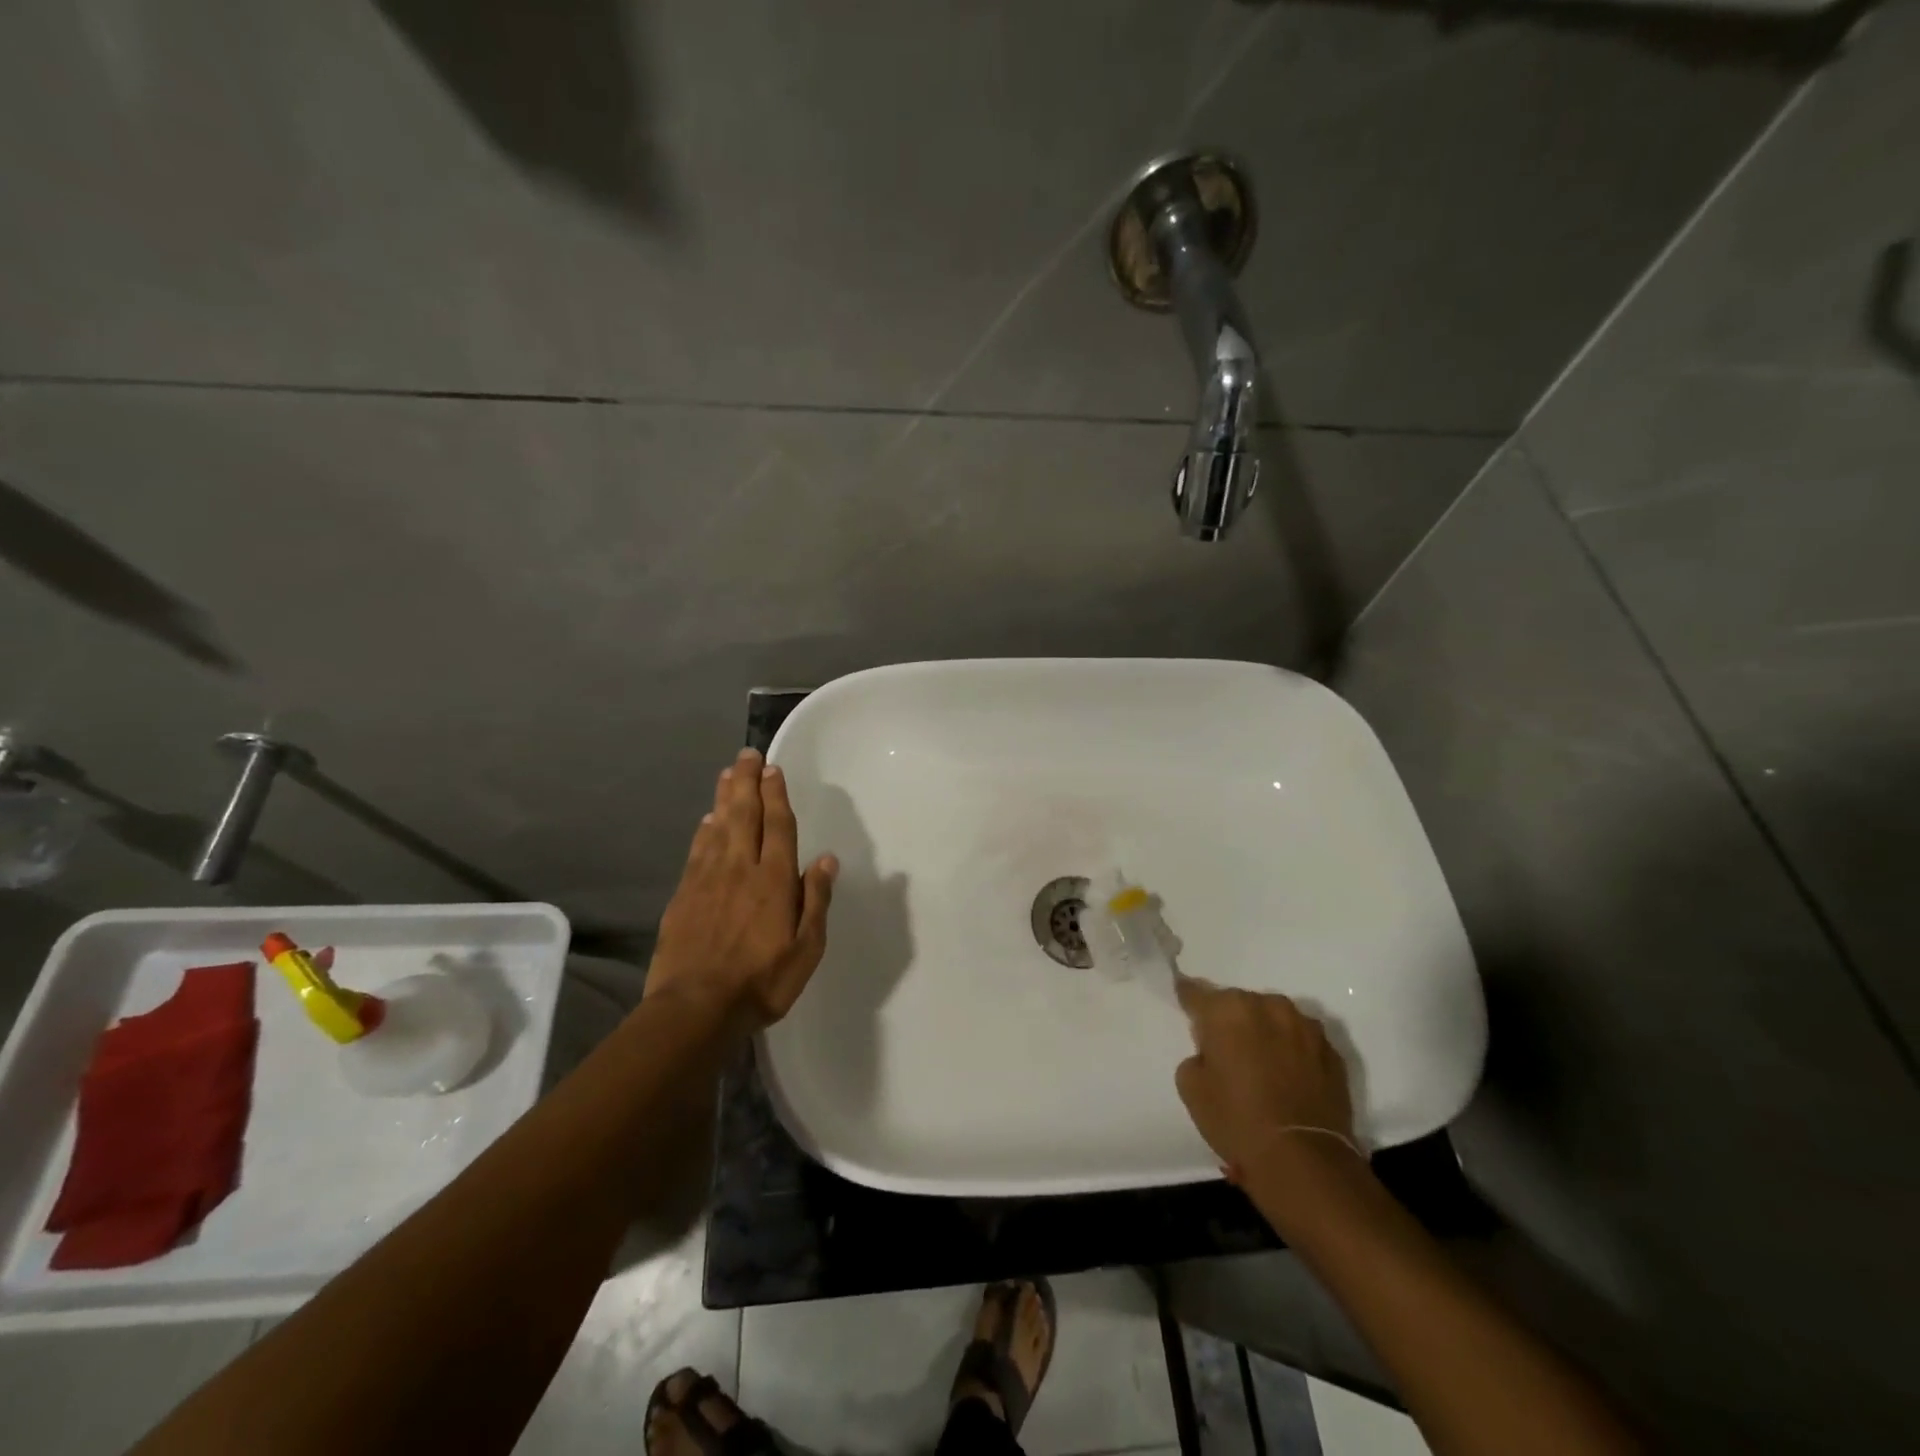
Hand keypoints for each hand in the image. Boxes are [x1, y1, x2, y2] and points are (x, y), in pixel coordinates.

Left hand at [647, 748, 837, 1028]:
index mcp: (774, 880)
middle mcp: (740, 869)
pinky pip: (697, 851)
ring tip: (727, 773)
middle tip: (747, 755)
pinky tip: (706, 820)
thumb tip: (826, 859)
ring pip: (718, 827)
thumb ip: (815, 900)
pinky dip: (703, 831)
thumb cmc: (761, 981)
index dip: (776, 795)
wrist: (695, 1008)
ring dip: (724, 798)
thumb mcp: (806, 948)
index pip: (777, 826)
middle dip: (747, 782)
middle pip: (744, 815)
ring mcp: (707, 880)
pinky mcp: (683, 895)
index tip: (773, 769)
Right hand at [1174, 978, 1358, 1184]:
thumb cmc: (1237, 1120)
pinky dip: (1292, 1051)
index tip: (1184, 998)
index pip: (1197, 993)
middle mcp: (1268, 1006)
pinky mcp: (1332, 1052)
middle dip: (1231, 1020)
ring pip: (1274, 1019)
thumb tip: (1212, 1054)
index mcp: (1227, 1009)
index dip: (1187, 997)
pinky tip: (1288, 1078)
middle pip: (1239, 1004)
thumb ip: (1197, 1056)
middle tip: (1226, 1049)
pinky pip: (1302, 1041)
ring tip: (1262, 1063)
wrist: (1304, 1161)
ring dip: (1265, 1032)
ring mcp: (1305, 1027)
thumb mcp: (1191, 1088)